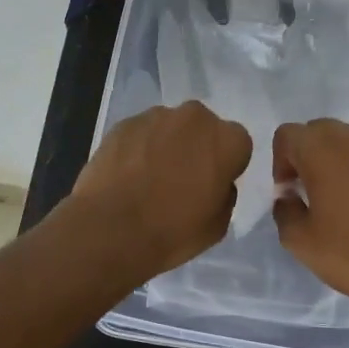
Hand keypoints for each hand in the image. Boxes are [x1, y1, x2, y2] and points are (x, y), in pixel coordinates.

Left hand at [65, 102, 252, 280]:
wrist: (110, 230)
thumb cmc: (172, 232)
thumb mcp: (217, 226)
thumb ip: (224, 194)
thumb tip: (215, 182)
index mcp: (227, 140)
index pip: (238, 145)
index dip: (226, 165)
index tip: (212, 185)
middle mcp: (195, 118)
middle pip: (204, 129)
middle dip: (197, 148)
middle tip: (181, 180)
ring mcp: (156, 116)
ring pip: (170, 128)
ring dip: (166, 145)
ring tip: (149, 179)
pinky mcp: (124, 123)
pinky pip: (141, 133)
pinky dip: (139, 148)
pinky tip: (127, 175)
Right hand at [271, 119, 348, 322]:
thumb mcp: (300, 242)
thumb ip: (284, 211)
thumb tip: (290, 196)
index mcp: (322, 150)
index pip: (288, 135)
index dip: (280, 161)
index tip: (288, 192)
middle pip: (319, 132)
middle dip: (307, 155)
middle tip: (308, 192)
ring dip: (336, 160)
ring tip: (339, 197)